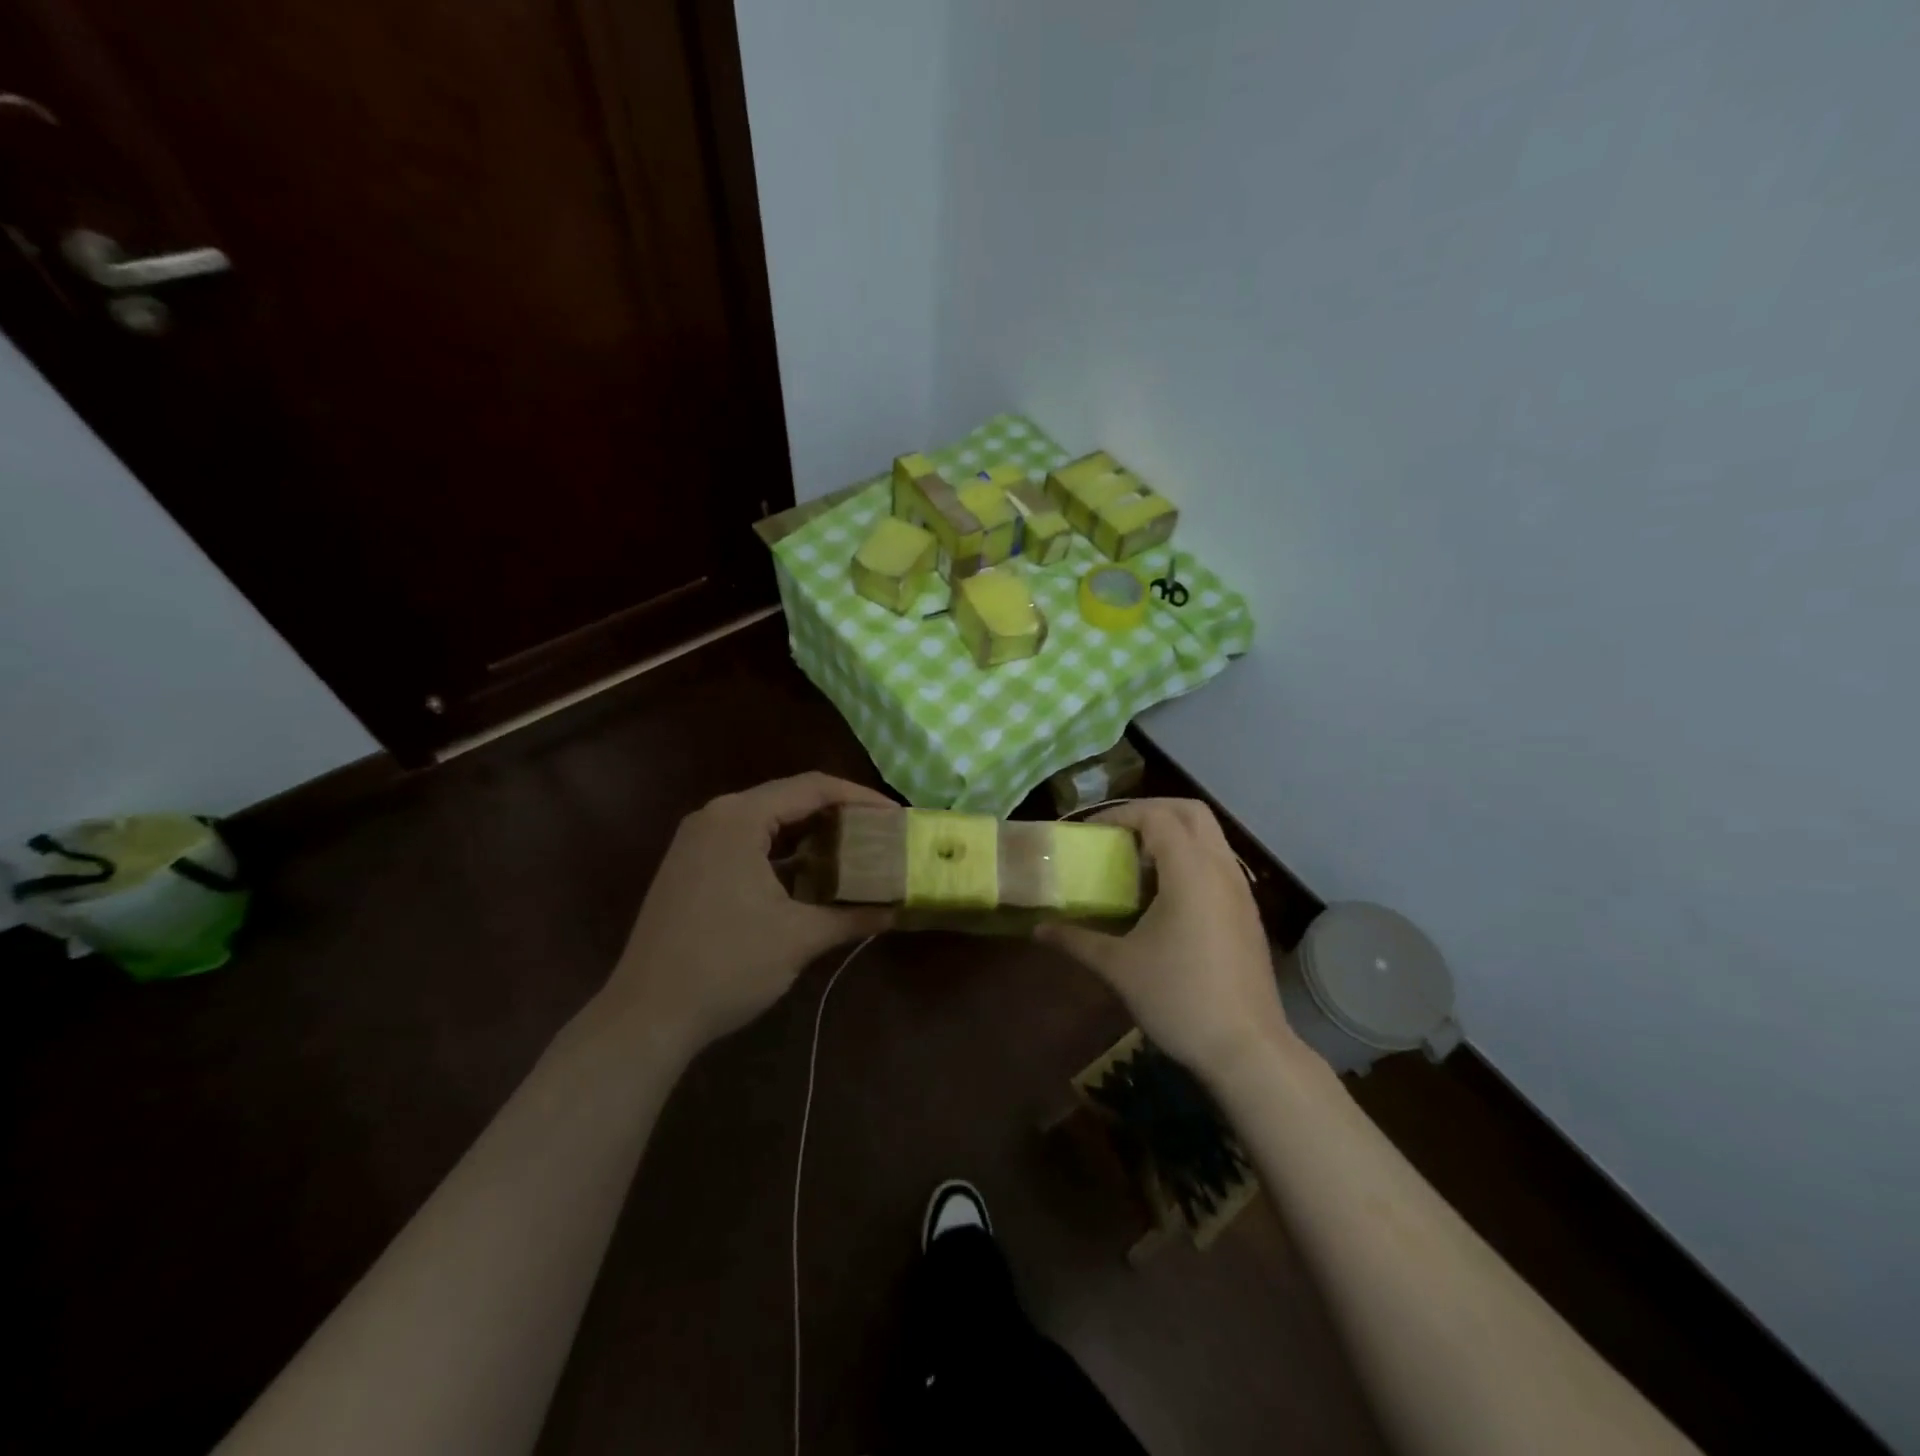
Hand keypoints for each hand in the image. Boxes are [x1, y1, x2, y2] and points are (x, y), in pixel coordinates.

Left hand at [602, 773, 894, 1054]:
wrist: (646, 1016)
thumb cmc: (727, 965)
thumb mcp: (799, 938)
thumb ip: (853, 916)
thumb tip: (899, 910)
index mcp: (739, 818)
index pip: (812, 788)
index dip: (860, 798)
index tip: (897, 817)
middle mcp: (715, 817)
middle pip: (789, 798)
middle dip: (838, 814)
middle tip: (879, 833)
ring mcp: (697, 841)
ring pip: (767, 822)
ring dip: (810, 834)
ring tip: (853, 851)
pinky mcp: (690, 867)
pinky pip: (746, 842)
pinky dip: (782, 853)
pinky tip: (809, 876)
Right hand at [1037, 799, 1302, 1077]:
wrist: (1247, 1049)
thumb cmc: (1179, 998)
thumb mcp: (1119, 967)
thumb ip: (1076, 940)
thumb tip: (1038, 929)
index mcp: (1190, 870)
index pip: (1156, 815)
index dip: (1119, 815)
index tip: (1090, 834)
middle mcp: (1220, 868)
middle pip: (1190, 811)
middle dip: (1151, 811)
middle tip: (1117, 834)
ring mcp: (1240, 890)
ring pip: (1209, 836)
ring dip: (1173, 835)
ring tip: (1136, 864)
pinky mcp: (1247, 912)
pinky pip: (1217, 863)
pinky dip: (1189, 859)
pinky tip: (1165, 897)